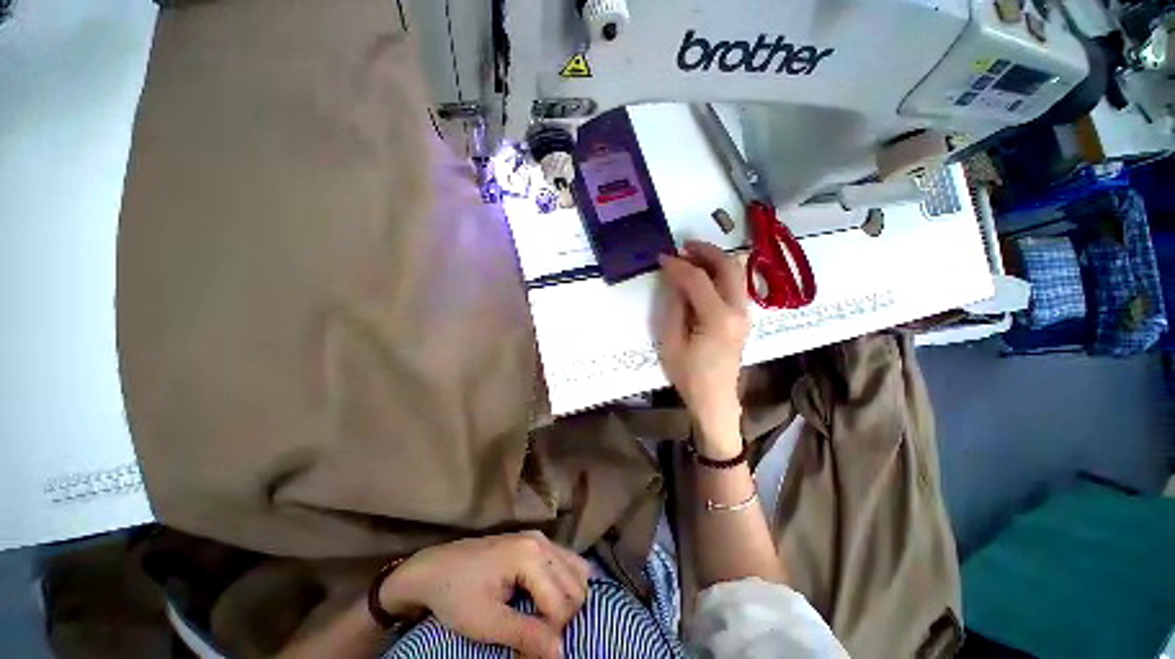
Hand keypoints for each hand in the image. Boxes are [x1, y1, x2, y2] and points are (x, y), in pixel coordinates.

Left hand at [380, 532, 590, 658]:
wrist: (435, 568)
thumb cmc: (457, 595)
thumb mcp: (486, 623)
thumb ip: (525, 636)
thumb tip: (560, 655)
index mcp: (529, 556)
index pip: (561, 602)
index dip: (552, 634)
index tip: (529, 651)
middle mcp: (541, 541)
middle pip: (575, 585)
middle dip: (564, 617)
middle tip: (538, 637)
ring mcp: (540, 538)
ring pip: (576, 570)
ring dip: (569, 600)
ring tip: (547, 621)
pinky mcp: (536, 541)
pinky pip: (566, 561)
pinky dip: (567, 584)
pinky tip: (551, 600)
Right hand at [656, 241, 749, 456]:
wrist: (715, 399)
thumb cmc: (689, 375)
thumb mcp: (671, 342)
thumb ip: (674, 307)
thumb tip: (674, 278)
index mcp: (718, 318)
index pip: (698, 279)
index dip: (678, 265)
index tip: (661, 257)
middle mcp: (738, 310)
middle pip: (727, 267)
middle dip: (705, 251)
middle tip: (684, 245)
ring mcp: (745, 313)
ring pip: (736, 272)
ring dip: (715, 259)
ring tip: (692, 255)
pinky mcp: (743, 317)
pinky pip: (735, 284)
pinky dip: (720, 272)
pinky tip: (704, 274)